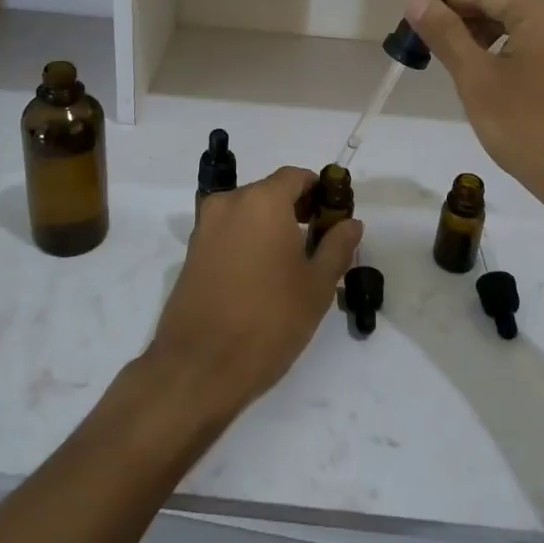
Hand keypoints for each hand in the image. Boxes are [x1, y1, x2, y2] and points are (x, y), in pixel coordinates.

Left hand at [146, 166, 362, 415]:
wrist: (200, 365)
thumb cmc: (269, 320)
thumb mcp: (317, 285)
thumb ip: (337, 246)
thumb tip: (351, 222)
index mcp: (263, 201)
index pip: (296, 176)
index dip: (319, 191)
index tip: (333, 216)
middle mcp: (230, 203)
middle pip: (269, 192)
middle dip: (295, 210)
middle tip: (318, 243)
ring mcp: (205, 226)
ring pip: (247, 213)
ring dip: (270, 226)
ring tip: (291, 264)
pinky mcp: (192, 251)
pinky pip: (228, 232)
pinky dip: (247, 241)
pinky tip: (261, 277)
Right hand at [404, 0, 543, 234]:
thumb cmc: (527, 127)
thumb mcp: (477, 78)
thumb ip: (446, 34)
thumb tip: (417, 0)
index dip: (445, 1)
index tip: (411, 18)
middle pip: (503, 5)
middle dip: (462, 19)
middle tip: (426, 42)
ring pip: (518, 26)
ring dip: (481, 35)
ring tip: (450, 58)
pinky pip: (534, 45)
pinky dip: (504, 50)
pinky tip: (484, 73)